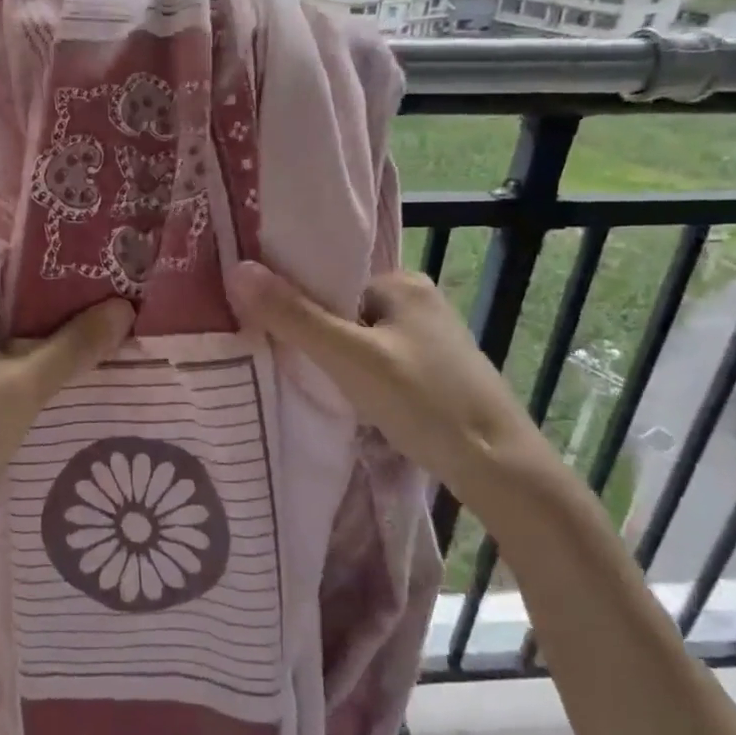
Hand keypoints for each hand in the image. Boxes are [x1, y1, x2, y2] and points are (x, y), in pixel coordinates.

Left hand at [0, 296, 135, 553]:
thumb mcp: (22, 386)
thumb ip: (73, 346)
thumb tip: (123, 308)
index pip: (8, 274)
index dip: (55, 271)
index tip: (102, 269)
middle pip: (15, 311)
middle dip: (63, 311)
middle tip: (118, 303)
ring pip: (13, 345)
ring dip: (53, 345)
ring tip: (108, 335)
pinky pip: (7, 375)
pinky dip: (38, 374)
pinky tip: (75, 378)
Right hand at [225, 262, 531, 499]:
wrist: (498, 465)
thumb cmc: (423, 401)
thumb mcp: (349, 358)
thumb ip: (294, 316)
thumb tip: (237, 269)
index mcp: (401, 281)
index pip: (328, 281)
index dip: (293, 302)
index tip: (260, 327)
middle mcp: (417, 300)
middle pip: (342, 310)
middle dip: (312, 335)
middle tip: (276, 361)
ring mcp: (429, 338)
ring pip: (359, 339)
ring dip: (333, 359)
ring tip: (305, 383)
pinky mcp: (433, 370)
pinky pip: (377, 362)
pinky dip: (356, 376)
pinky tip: (344, 399)